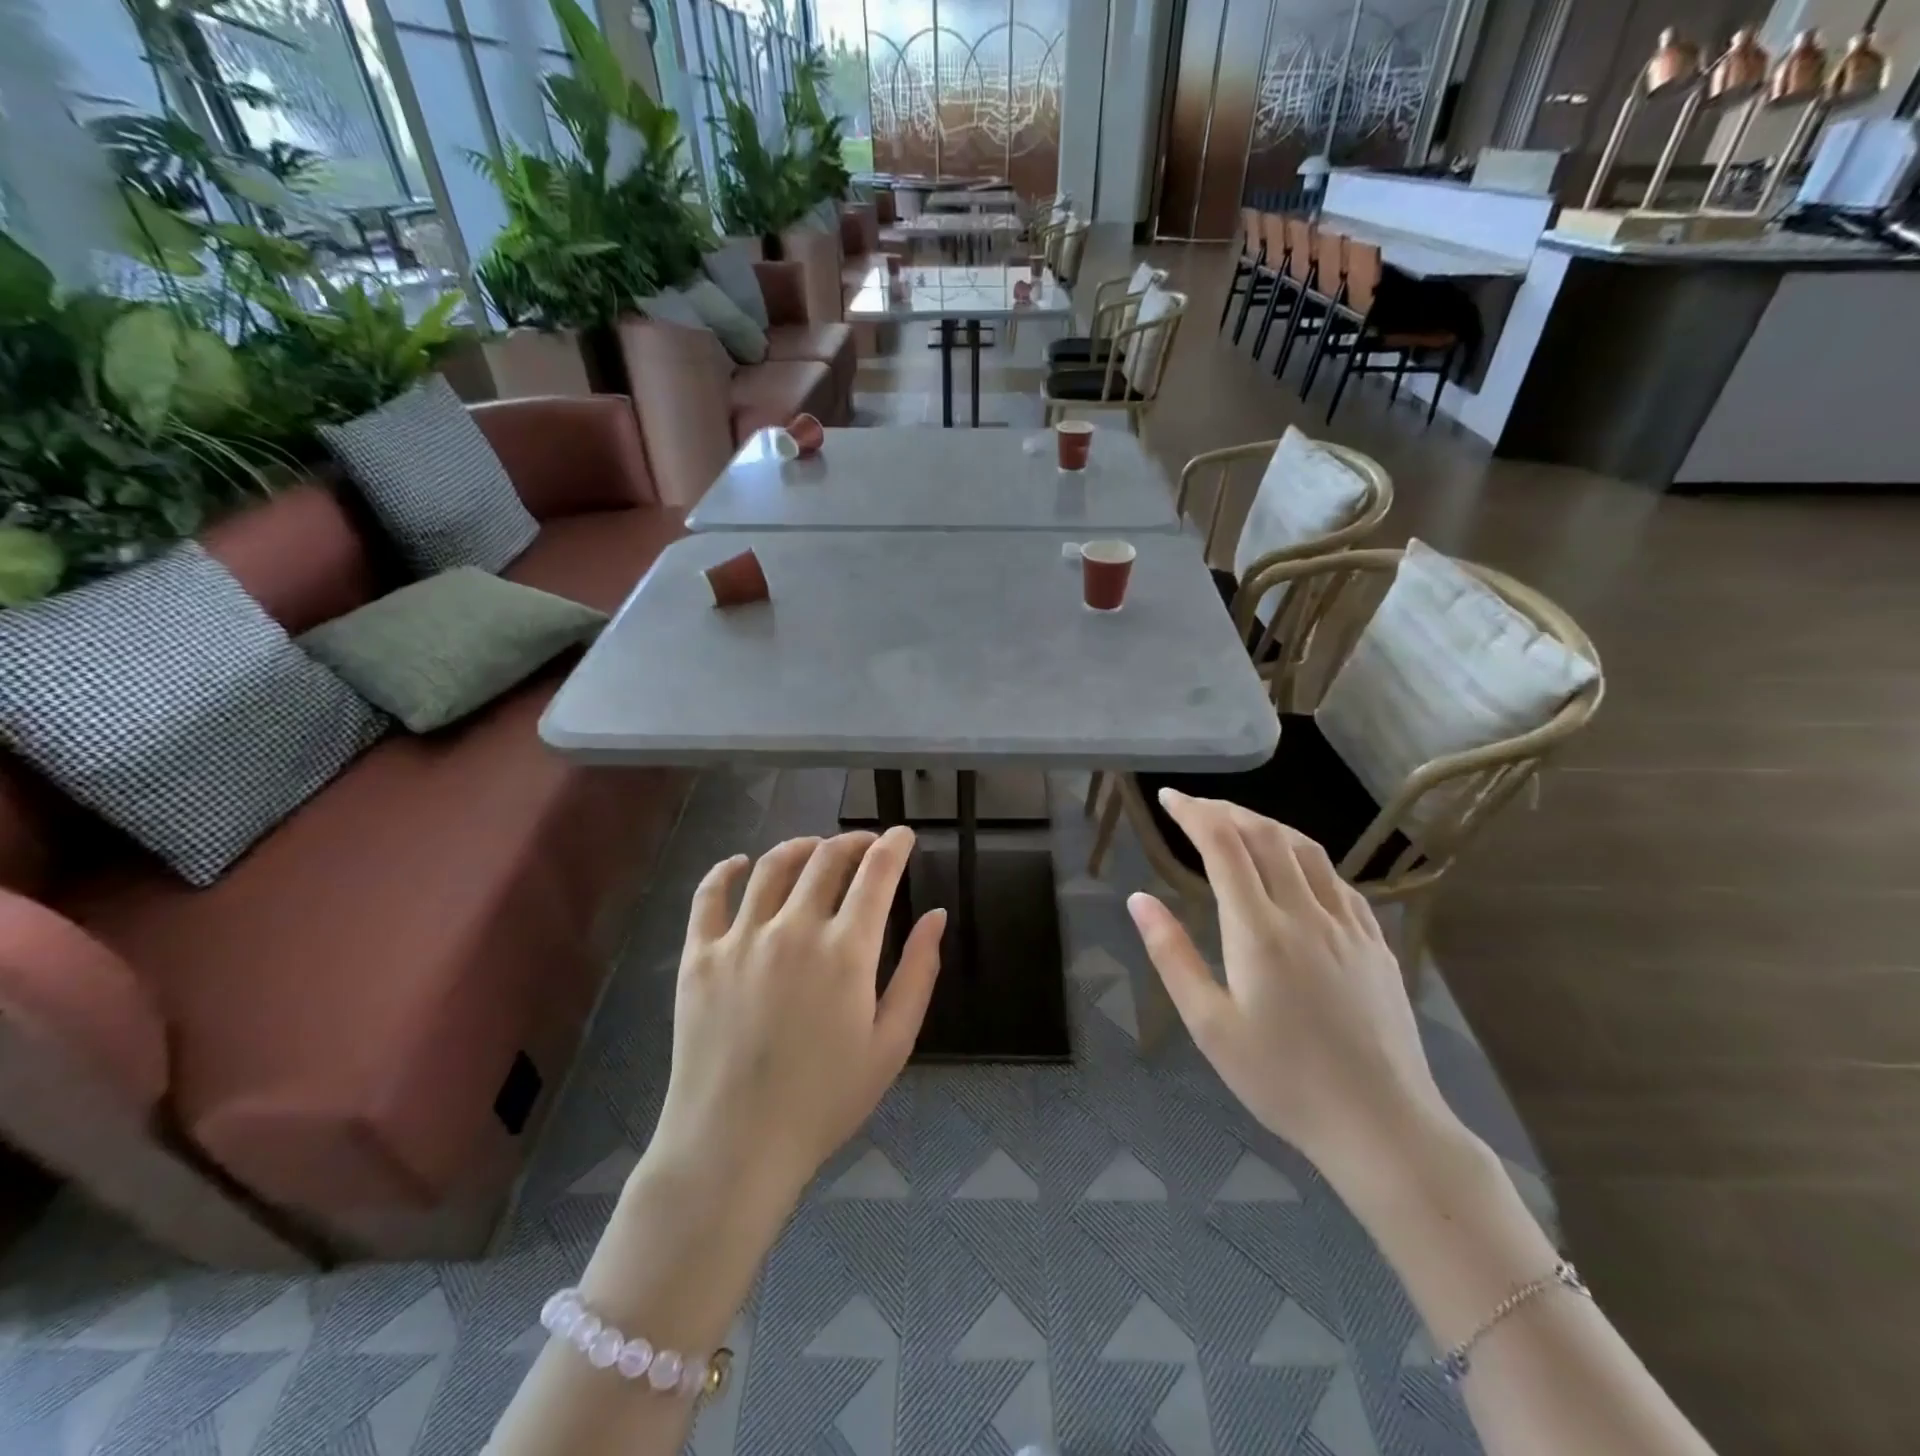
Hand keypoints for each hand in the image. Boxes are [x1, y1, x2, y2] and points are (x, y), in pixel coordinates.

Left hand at [649, 829, 945, 1205]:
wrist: (734, 1146)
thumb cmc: (825, 1101)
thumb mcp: (892, 1044)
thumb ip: (919, 973)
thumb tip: (936, 916)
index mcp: (846, 951)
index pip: (876, 873)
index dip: (894, 845)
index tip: (903, 834)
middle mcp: (794, 929)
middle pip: (826, 858)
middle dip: (853, 841)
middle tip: (865, 845)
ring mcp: (741, 938)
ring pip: (772, 865)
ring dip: (801, 846)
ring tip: (814, 849)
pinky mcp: (699, 955)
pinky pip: (709, 895)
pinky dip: (725, 870)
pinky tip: (739, 863)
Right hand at [1126, 789, 1454, 1177]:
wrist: (1382, 1126)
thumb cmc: (1282, 1081)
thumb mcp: (1209, 1025)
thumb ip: (1172, 955)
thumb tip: (1138, 899)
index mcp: (1259, 931)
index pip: (1223, 846)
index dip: (1193, 813)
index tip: (1168, 797)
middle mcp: (1306, 913)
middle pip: (1265, 836)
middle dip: (1225, 811)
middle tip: (1195, 808)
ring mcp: (1348, 926)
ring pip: (1306, 850)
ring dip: (1267, 825)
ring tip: (1238, 825)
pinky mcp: (1376, 943)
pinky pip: (1337, 880)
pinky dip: (1305, 857)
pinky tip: (1296, 870)